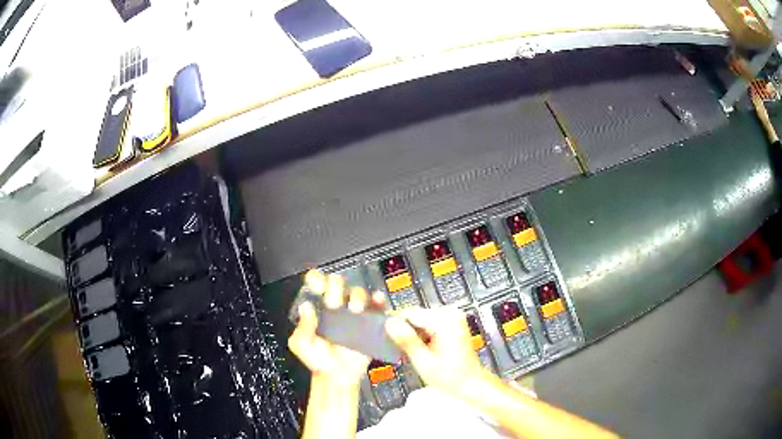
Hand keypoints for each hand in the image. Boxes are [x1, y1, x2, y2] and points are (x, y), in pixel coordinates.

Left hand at [288, 270, 385, 385]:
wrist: (338, 377)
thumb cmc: (319, 361)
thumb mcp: (301, 344)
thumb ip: (302, 327)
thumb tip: (306, 308)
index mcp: (318, 308)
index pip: (316, 283)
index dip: (317, 279)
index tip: (318, 287)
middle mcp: (336, 306)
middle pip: (338, 282)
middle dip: (335, 287)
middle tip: (333, 303)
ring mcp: (354, 313)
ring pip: (358, 291)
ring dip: (356, 295)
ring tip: (353, 309)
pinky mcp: (369, 322)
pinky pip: (377, 307)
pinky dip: (378, 301)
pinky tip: (375, 301)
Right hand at [385, 308, 486, 398]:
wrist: (471, 383)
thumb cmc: (449, 377)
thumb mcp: (423, 362)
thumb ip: (406, 340)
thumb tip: (389, 323)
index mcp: (445, 321)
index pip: (410, 313)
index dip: (394, 324)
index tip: (383, 337)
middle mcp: (450, 313)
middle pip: (415, 315)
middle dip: (404, 330)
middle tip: (398, 349)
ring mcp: (453, 316)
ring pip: (420, 319)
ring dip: (412, 333)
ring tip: (409, 351)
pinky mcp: (453, 321)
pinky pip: (429, 322)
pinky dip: (422, 334)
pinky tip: (420, 348)